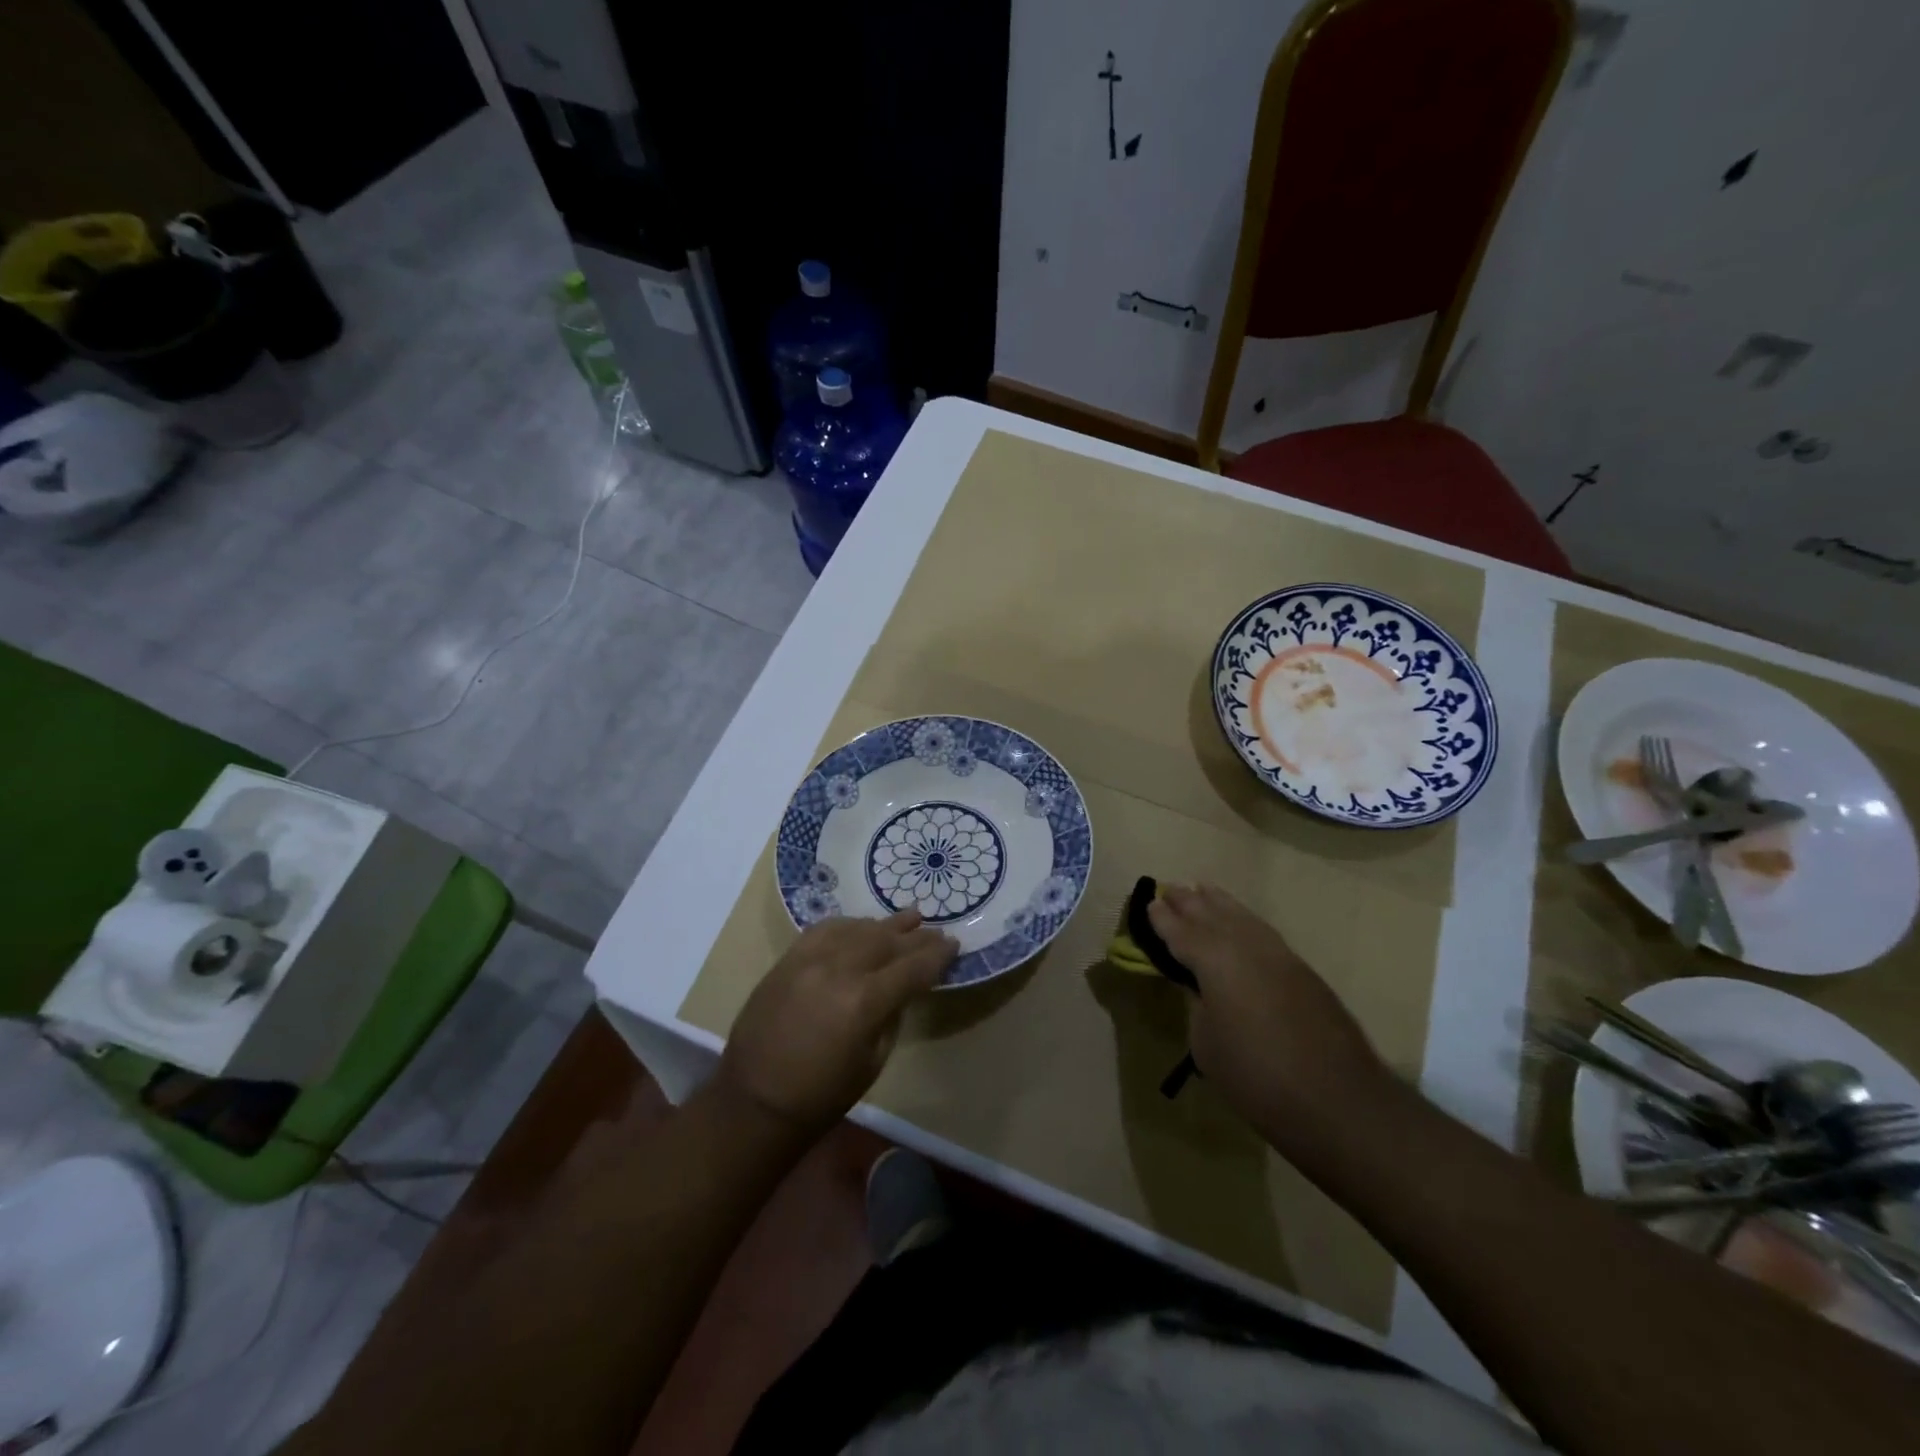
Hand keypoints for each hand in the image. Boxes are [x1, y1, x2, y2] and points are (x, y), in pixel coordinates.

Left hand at [717, 911, 955, 1139]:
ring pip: (857, 929)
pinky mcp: (788, 960)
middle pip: (887, 941)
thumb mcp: (873, 1062)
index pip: (912, 968)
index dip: (937, 956)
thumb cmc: (822, 1094)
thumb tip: (902, 988)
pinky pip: (824, 930)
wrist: (754, 1100)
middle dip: (915, 936)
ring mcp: (809, 960)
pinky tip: (861, 926)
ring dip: (884, 925)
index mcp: (864, 1002)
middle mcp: (839, 970)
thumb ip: (891, 1016)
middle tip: (936, 930)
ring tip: (908, 919)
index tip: (954, 945)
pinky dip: (848, 925)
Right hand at [1147, 883, 1395, 1151]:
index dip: (1163, 920)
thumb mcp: (1207, 1045)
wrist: (1338, 1102)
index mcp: (1214, 961)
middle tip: (1170, 889)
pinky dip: (1245, 920)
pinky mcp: (1303, 970)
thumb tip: (1201, 988)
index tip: (1149, 904)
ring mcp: (1279, 955)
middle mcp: (1246, 946)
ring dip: (1220, 904)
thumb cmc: (1256, 1077)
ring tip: (1203, 890)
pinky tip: (1241, 923)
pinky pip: (1263, 932)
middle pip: (1211, 915)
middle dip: (1189, 902)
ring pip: (1242, 917)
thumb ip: (1198, 1006)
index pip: (1181, 932)